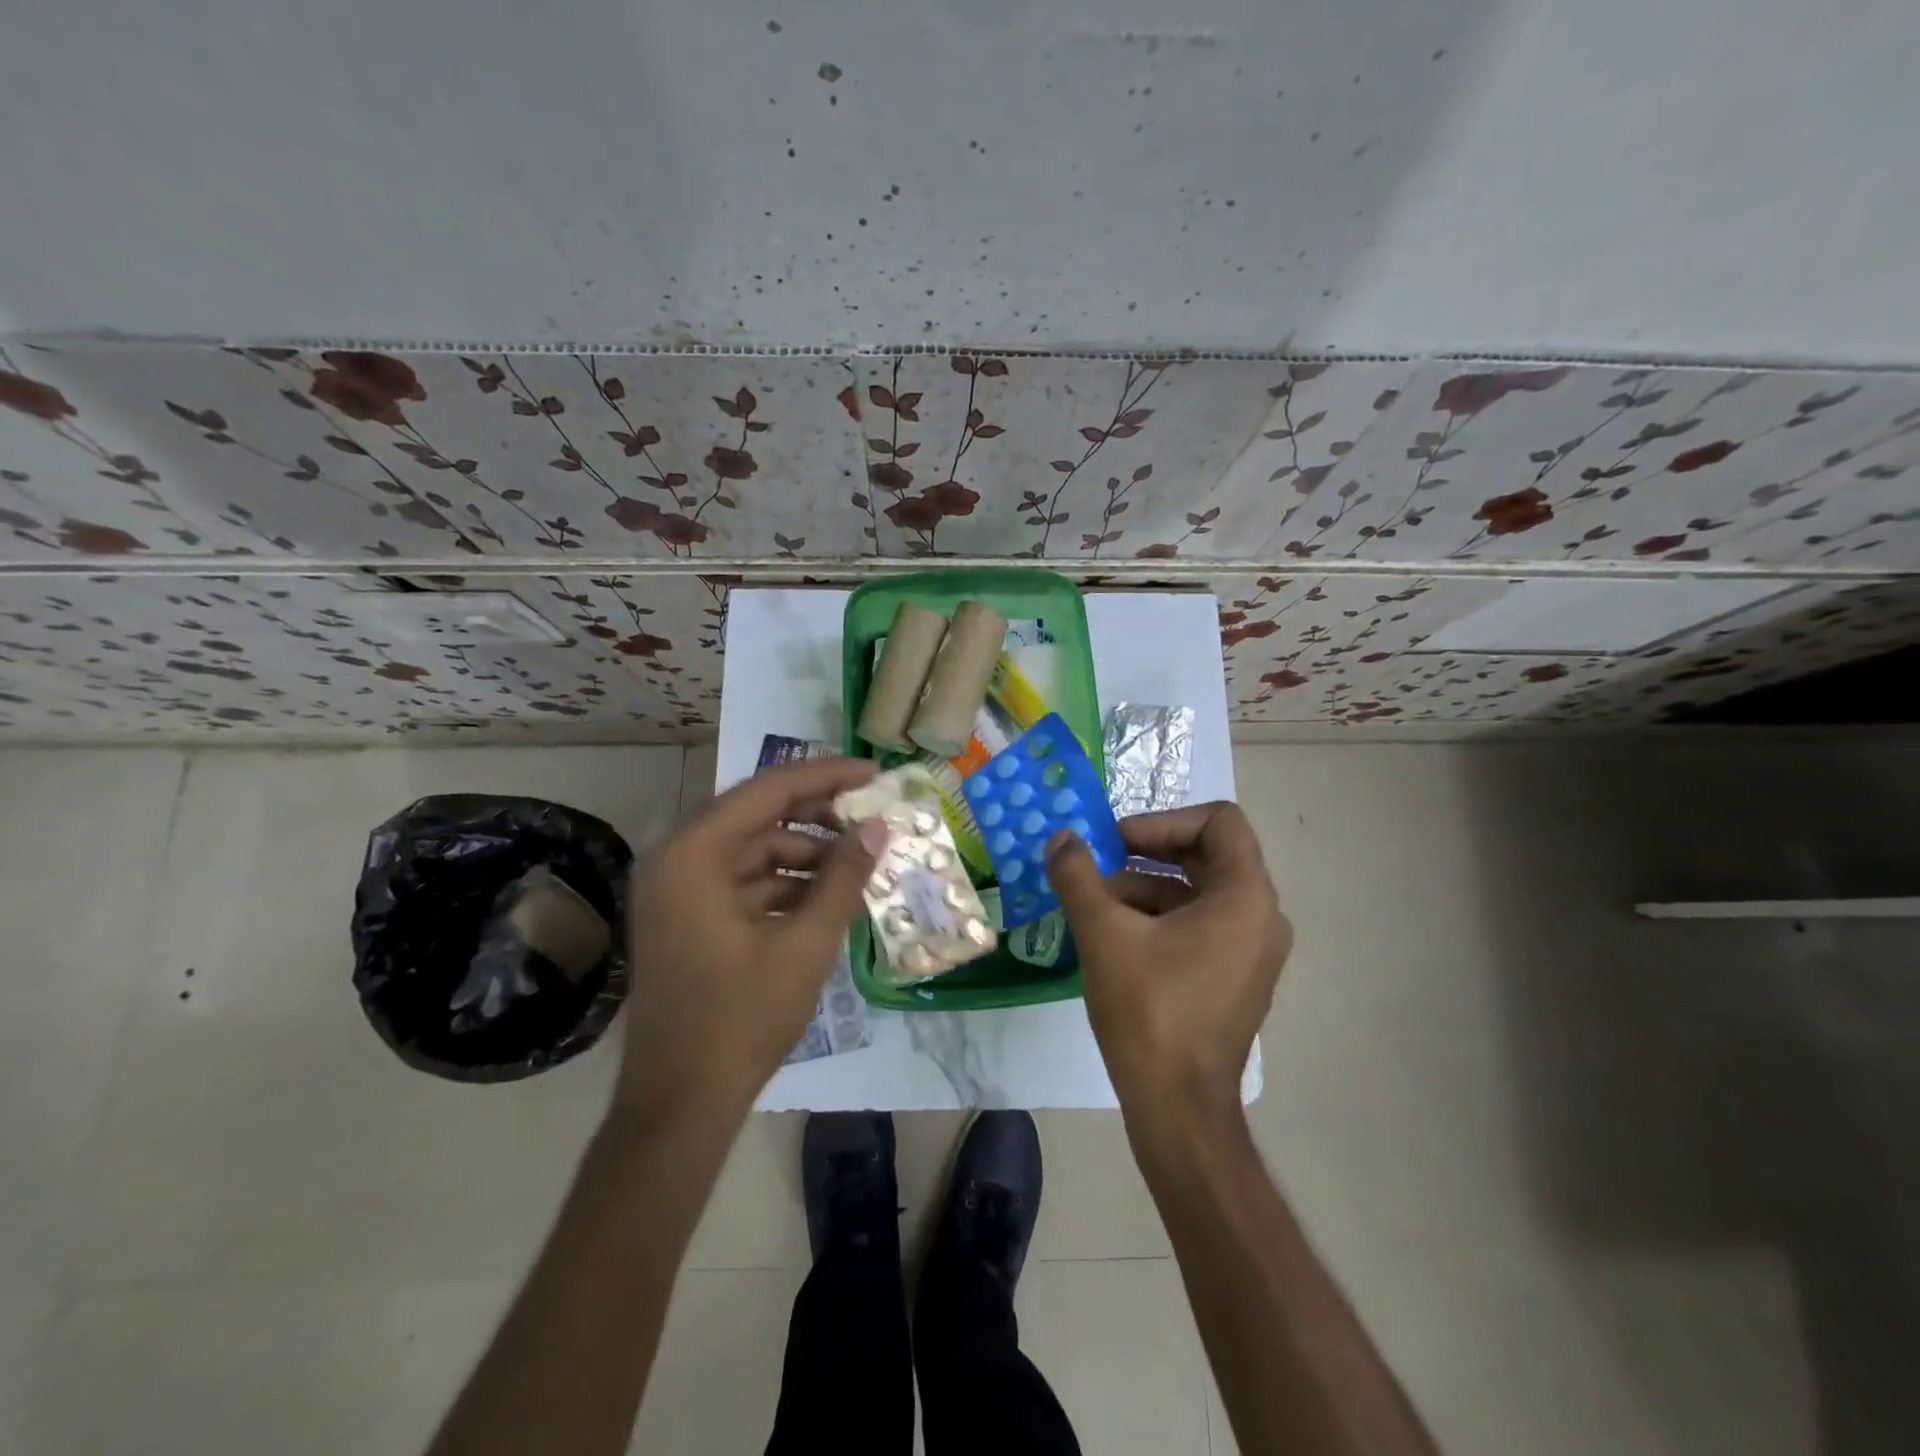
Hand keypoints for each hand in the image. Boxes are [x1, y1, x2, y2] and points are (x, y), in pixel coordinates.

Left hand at [615, 757, 886, 1119]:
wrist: (680, 1106)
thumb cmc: (741, 1020)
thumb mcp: (805, 945)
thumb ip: (843, 878)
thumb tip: (877, 829)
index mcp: (693, 854)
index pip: (768, 790)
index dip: (826, 776)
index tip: (874, 774)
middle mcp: (677, 859)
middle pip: (758, 815)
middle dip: (818, 816)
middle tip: (869, 818)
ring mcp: (677, 890)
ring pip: (753, 850)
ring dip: (805, 855)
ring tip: (858, 867)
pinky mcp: (686, 918)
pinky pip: (742, 882)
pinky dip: (785, 885)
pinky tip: (827, 899)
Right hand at [1048, 803, 1291, 1122]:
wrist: (1178, 1108)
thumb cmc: (1150, 1011)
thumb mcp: (1104, 934)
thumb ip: (1078, 876)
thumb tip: (1061, 838)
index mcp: (1246, 898)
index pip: (1219, 822)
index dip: (1164, 821)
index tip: (1118, 842)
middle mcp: (1261, 917)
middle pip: (1208, 854)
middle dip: (1147, 853)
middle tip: (1100, 862)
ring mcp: (1250, 951)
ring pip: (1197, 891)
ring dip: (1145, 886)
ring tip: (1094, 902)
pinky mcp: (1234, 976)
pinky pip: (1199, 924)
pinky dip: (1158, 917)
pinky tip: (1112, 934)